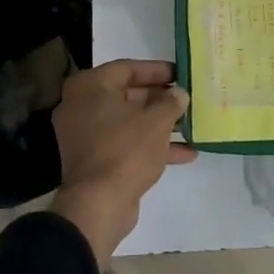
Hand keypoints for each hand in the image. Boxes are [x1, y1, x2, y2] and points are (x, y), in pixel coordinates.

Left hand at [50, 59, 193, 262]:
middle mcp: (81, 106)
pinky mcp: (94, 160)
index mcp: (89, 87)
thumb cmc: (126, 150)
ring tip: (191, 124)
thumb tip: (179, 94)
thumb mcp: (156, 121)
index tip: (181, 73)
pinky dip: (151, 146)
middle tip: (186, 99)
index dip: (157, 70)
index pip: (127, 68)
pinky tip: (185, 153)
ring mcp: (86, 135)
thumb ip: (171, 102)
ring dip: (159, 124)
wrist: (98, 205)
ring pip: (129, 121)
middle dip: (160, 99)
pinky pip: (125, 143)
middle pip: (128, 94)